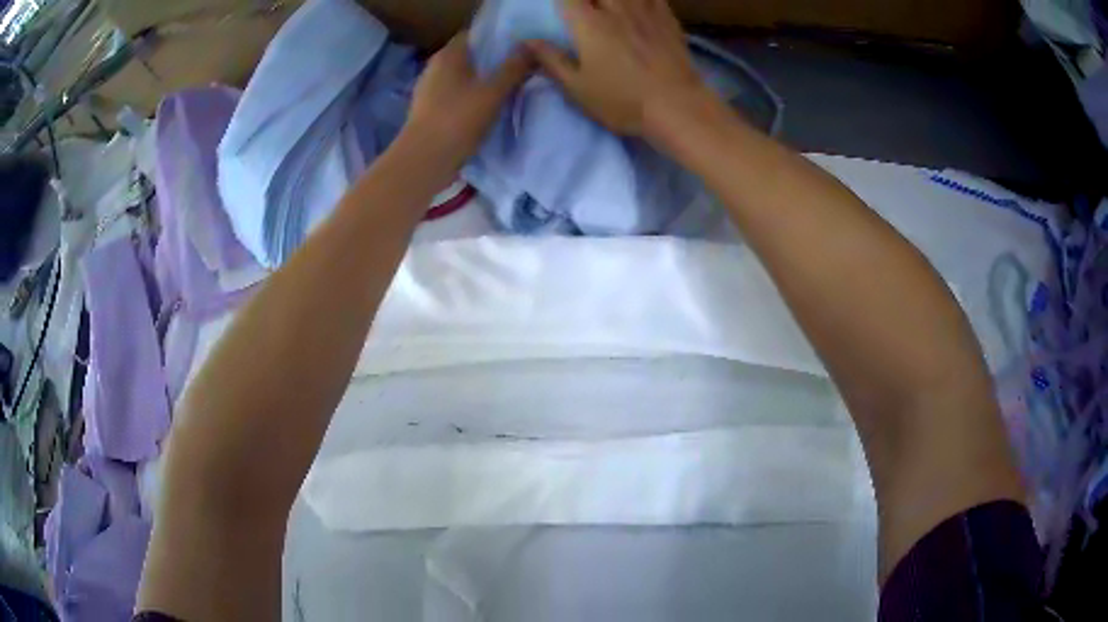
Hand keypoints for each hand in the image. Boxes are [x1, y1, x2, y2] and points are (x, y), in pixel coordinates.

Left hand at [403, 31, 533, 168]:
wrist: (424, 160)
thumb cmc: (458, 119)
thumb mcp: (493, 92)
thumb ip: (514, 68)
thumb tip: (531, 47)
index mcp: (448, 55)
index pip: (473, 34)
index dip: (495, 37)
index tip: (517, 45)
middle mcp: (435, 67)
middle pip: (467, 56)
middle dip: (490, 60)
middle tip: (518, 67)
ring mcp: (428, 90)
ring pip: (460, 78)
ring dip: (479, 81)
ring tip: (505, 87)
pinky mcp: (428, 111)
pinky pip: (454, 96)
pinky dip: (469, 98)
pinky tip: (485, 108)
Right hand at [527, 0, 716, 137]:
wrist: (677, 106)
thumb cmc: (622, 101)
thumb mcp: (577, 88)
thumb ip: (550, 60)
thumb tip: (526, 40)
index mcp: (588, 23)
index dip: (562, 0)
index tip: (560, 7)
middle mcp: (615, 8)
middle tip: (583, 8)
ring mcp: (645, 10)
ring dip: (614, 0)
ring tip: (608, 8)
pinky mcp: (668, 18)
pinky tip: (638, 4)